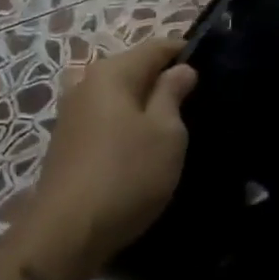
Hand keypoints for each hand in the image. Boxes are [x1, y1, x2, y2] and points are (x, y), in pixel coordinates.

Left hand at [32, 38, 197, 267]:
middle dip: (163, 79)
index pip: (156, 47)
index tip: (212, 66)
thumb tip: (181, 69)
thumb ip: (173, 93)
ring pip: (118, 96)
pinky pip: (105, 118)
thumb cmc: (127, 174)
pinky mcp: (66, 142)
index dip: (185, 52)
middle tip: (195, 100)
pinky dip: (125, 123)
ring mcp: (71, 113)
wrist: (67, 232)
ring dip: (143, 104)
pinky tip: (140, 145)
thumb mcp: (166, 132)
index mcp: (112, 72)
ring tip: (171, 125)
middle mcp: (86, 83)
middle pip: (133, 69)